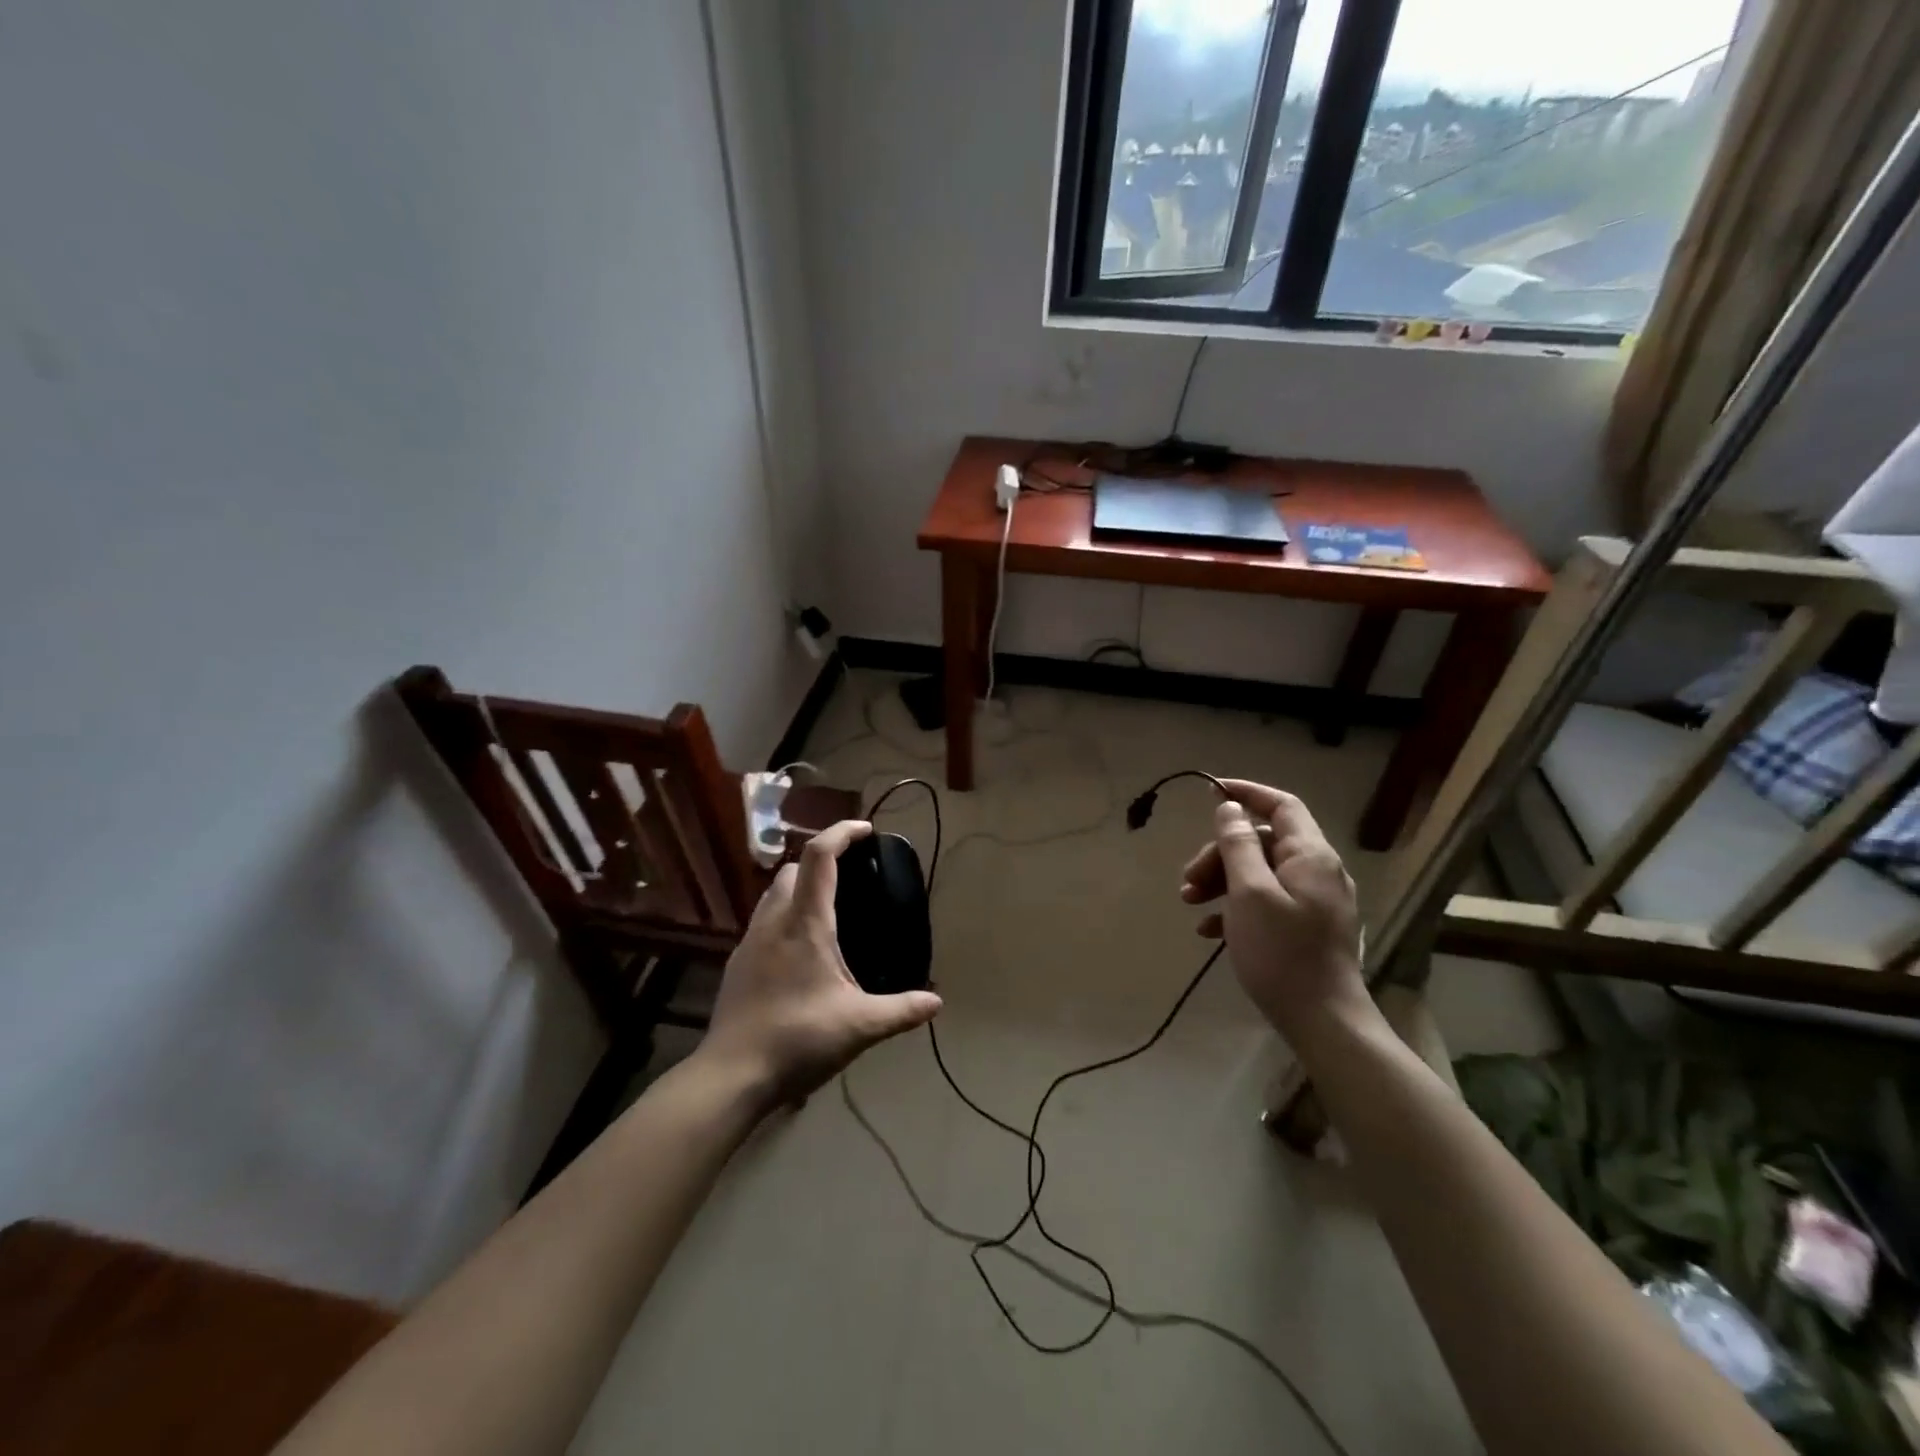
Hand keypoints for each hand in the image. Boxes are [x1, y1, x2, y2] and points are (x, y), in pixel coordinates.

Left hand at [700, 820, 941, 1108]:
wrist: (731, 1075)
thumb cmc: (798, 1039)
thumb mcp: (859, 1026)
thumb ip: (900, 1010)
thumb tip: (936, 1002)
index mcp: (805, 923)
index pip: (820, 856)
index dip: (842, 833)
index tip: (866, 830)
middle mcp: (774, 922)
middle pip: (793, 869)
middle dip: (822, 861)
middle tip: (851, 876)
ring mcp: (749, 942)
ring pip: (773, 894)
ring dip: (799, 888)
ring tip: (828, 911)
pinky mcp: (737, 964)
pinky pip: (763, 922)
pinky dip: (784, 917)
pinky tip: (800, 950)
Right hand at [1179, 779, 1367, 1046]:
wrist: (1324, 1022)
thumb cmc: (1282, 952)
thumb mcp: (1249, 893)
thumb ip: (1238, 845)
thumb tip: (1229, 808)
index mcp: (1310, 855)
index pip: (1281, 805)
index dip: (1247, 793)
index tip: (1210, 792)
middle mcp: (1318, 871)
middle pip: (1263, 842)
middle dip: (1220, 854)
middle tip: (1188, 880)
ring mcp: (1315, 902)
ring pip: (1260, 874)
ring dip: (1222, 882)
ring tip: (1190, 905)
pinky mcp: (1307, 928)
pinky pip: (1267, 902)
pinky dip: (1236, 908)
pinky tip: (1210, 932)